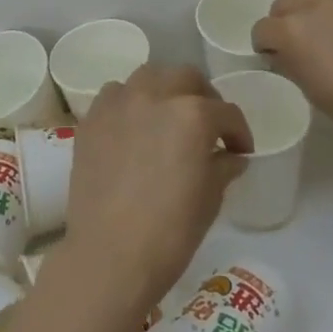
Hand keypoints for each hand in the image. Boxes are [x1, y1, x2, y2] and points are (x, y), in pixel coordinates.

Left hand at [63, 64, 253, 323]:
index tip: (240, 151)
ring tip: (168, 116)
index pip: (226, 113)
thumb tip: (231, 156)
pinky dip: (129, 102)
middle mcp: (156, 95)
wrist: (109, 255)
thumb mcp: (209, 199)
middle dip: (204, 98)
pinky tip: (133, 126)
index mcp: (193, 114)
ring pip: (149, 77)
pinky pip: (115, 95)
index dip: (239, 132)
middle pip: (187, 78)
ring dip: (165, 90)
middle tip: (208, 125)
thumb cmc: (170, 232)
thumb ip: (223, 167)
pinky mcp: (92, 119)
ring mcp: (120, 103)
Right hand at [253, 0, 332, 151]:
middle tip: (293, 34)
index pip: (262, 30)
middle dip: (280, 19)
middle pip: (282, 3)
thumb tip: (280, 52)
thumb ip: (290, 64)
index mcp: (290, 33)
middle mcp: (310, 5)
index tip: (274, 54)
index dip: (265, 44)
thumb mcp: (310, 91)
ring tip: (306, 1)